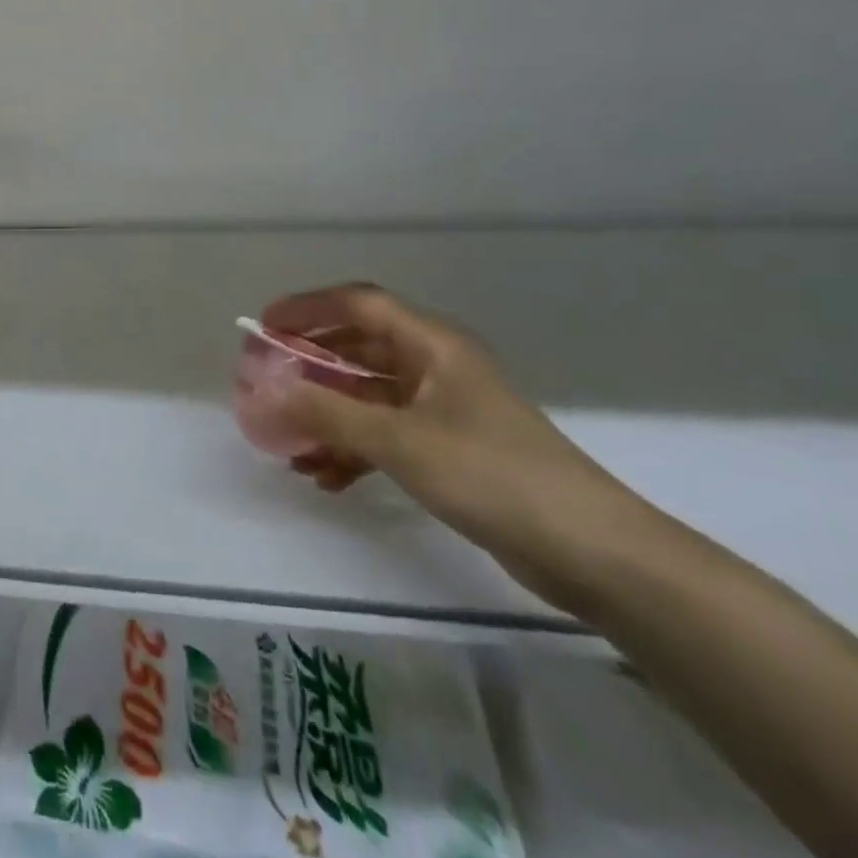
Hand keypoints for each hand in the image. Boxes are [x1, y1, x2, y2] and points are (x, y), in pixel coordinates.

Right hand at [258, 283, 649, 603]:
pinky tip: (325, 477)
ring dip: (327, 415)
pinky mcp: (449, 450)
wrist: (593, 552)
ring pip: (368, 397)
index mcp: (432, 345)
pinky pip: (385, 434)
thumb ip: (328, 413)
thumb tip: (265, 391)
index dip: (308, 307)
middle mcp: (435, 367)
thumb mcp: (400, 440)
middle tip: (266, 382)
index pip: (358, 304)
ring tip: (288, 442)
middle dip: (309, 366)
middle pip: (358, 350)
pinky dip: (353, 448)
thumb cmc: (493, 475)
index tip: (264, 325)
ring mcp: (443, 410)